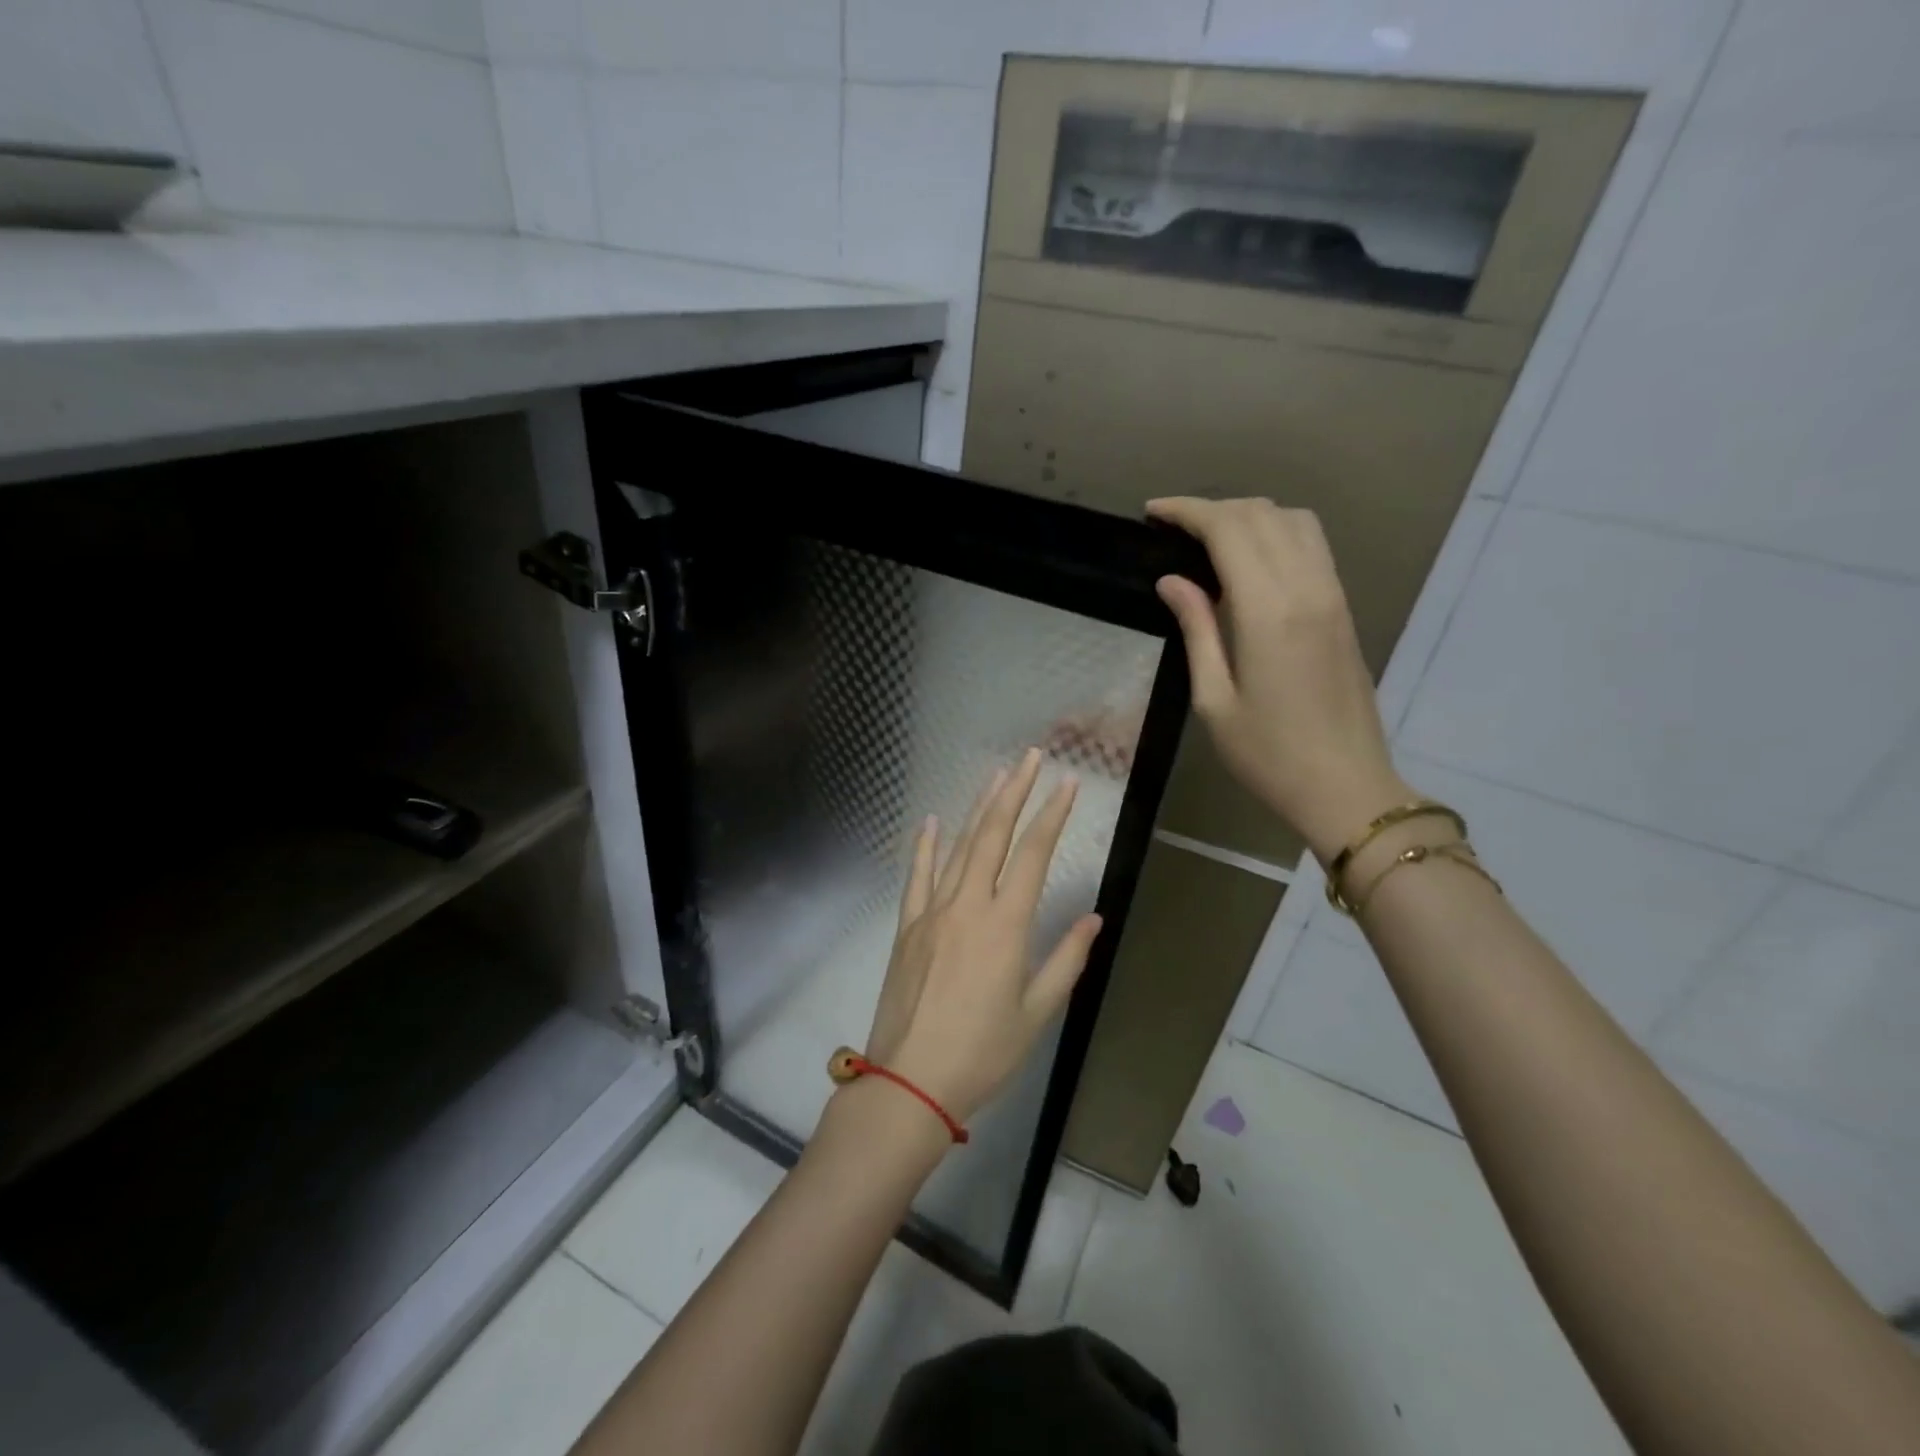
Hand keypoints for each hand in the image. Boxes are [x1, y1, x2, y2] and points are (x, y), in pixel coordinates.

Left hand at [861, 748, 1103, 1126]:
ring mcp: (932, 912)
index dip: (1052, 815)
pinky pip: (916, 876)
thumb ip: (1066, 960)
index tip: (1067, 784)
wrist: (910, 1081)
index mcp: (1005, 925)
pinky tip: (930, 821)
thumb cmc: (983, 1052)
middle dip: (1014, 792)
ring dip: (977, 808)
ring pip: (957, 847)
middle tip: (1031, 758)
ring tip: (995, 776)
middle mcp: (968, 905)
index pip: (1034, 854)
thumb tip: (1094, 919)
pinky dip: (924, 845)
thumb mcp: (1036, 1012)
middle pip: (993, 835)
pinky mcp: (907, 926)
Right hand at [1147, 497, 1411, 861]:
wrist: (1346, 787)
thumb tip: (1172, 581)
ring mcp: (1332, 595)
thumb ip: (1196, 630)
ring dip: (1249, 515)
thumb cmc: (1268, 754)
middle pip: (1262, 515)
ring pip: (1294, 521)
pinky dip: (1276, 532)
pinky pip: (1311, 545)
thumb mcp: (1214, 700)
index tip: (1153, 513)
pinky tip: (1249, 558)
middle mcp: (1307, 588)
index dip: (1188, 511)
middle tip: (1172, 526)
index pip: (1230, 529)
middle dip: (1213, 508)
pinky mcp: (1343, 608)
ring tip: (1209, 536)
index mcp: (1269, 611)